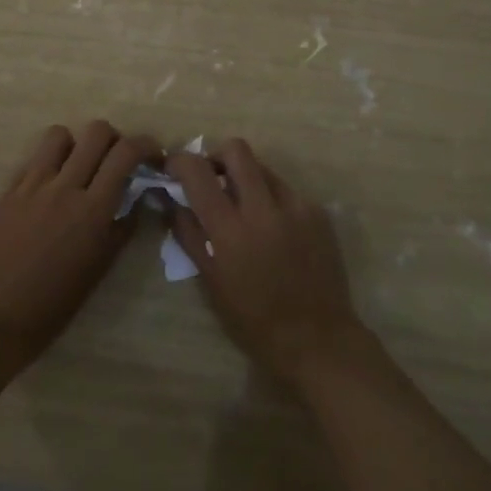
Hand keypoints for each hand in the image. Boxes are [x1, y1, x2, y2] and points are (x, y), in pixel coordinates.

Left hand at [0, 120, 158, 371]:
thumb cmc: (57, 301)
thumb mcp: (101, 266)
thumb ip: (123, 225)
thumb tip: (138, 195)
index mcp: (93, 210)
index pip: (125, 153)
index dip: (145, 144)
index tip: (151, 154)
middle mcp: (65, 187)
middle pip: (96, 131)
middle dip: (114, 138)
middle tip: (115, 158)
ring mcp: (33, 185)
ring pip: (60, 134)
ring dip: (76, 144)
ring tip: (78, 166)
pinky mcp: (10, 189)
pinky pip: (34, 158)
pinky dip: (49, 163)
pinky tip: (50, 186)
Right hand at [166, 139, 365, 382]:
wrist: (318, 341)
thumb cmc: (255, 321)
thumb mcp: (211, 282)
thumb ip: (189, 234)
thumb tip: (171, 200)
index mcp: (231, 230)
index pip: (198, 172)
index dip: (180, 160)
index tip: (174, 166)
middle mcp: (264, 208)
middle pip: (236, 149)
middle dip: (218, 156)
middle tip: (213, 179)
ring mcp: (296, 206)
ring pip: (263, 168)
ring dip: (247, 179)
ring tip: (246, 210)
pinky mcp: (317, 212)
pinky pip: (287, 191)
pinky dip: (273, 201)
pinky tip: (275, 232)